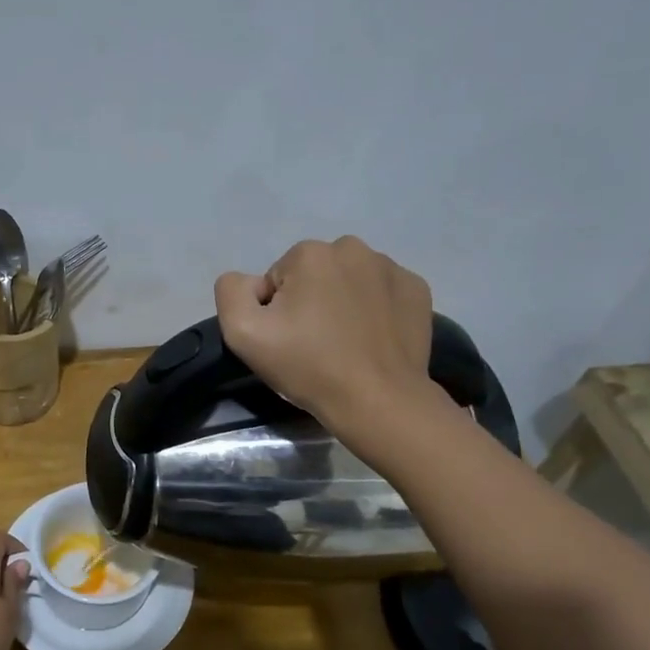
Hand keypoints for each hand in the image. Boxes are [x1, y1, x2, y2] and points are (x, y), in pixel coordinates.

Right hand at [215, 236, 439, 429]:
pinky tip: (372, 339)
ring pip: (349, 281)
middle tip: (314, 343)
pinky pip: (382, 292)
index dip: (276, 311)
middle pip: (314, 274)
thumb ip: (231, 292)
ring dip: (342, 302)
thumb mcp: (243, 332)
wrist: (378, 401)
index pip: (277, 278)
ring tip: (345, 343)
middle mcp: (353, 248)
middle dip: (309, 301)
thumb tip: (250, 282)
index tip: (288, 340)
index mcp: (310, 253)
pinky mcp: (417, 290)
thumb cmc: (308, 366)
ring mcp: (391, 268)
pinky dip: (375, 309)